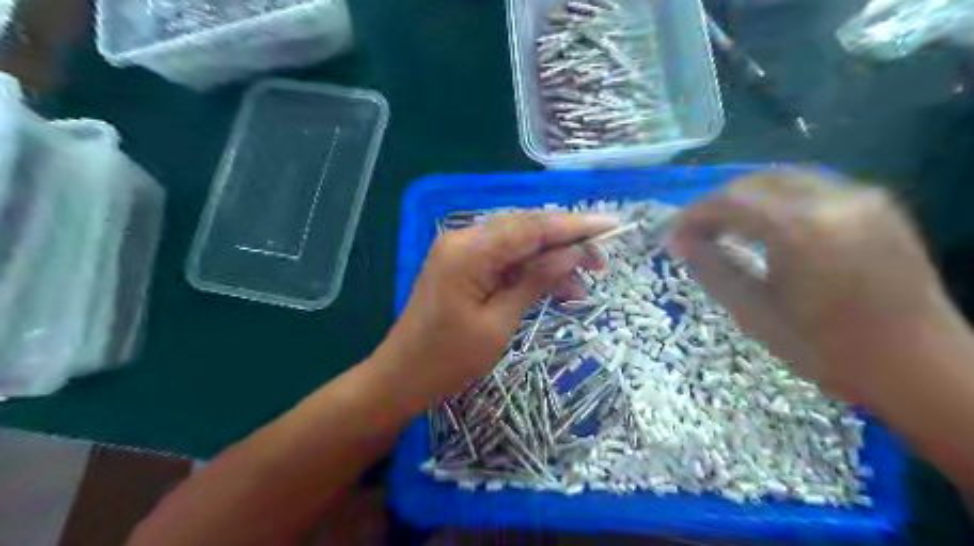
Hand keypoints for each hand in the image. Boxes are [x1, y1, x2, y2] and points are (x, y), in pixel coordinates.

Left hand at [374, 211, 614, 404]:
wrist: (401, 377)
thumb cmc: (448, 360)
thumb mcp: (498, 324)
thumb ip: (534, 281)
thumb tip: (572, 253)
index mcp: (469, 251)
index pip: (532, 227)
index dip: (574, 226)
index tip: (611, 226)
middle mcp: (463, 240)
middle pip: (525, 229)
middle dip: (566, 243)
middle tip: (600, 263)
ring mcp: (460, 251)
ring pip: (517, 243)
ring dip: (549, 261)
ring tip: (580, 287)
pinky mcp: (461, 265)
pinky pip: (503, 259)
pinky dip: (528, 271)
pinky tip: (553, 288)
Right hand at [672, 170, 951, 403]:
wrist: (921, 367)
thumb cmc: (827, 349)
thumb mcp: (755, 314)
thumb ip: (712, 269)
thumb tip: (678, 242)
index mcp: (801, 230)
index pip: (729, 202)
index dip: (692, 216)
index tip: (671, 237)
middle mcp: (834, 200)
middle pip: (753, 182)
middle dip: (715, 204)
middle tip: (694, 234)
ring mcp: (861, 197)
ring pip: (782, 178)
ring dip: (744, 199)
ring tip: (723, 229)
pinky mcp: (877, 204)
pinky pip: (810, 186)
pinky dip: (775, 199)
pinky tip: (765, 225)